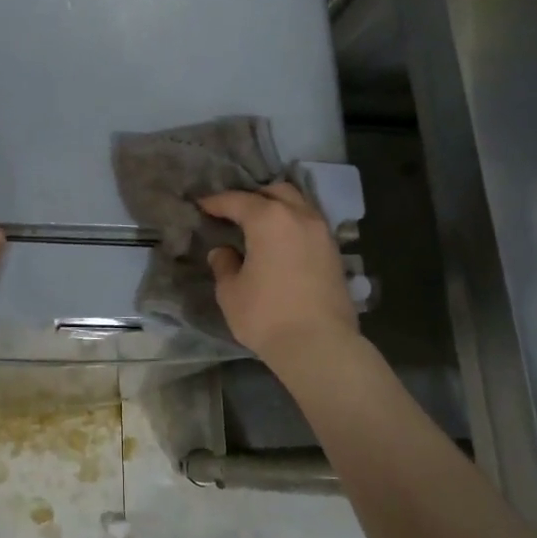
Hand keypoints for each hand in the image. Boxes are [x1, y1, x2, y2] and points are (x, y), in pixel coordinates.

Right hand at [199, 182, 357, 363]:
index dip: (216, 202)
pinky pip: (310, 226)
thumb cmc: (266, 315)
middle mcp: (300, 216)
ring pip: (299, 205)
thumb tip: (224, 252)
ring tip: (260, 226)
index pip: (237, 201)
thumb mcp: (231, 292)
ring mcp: (322, 233)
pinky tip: (282, 243)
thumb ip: (224, 265)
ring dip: (278, 209)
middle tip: (235, 212)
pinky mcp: (335, 253)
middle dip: (254, 197)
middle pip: (276, 192)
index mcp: (269, 219)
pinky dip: (294, 226)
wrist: (319, 345)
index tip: (202, 205)